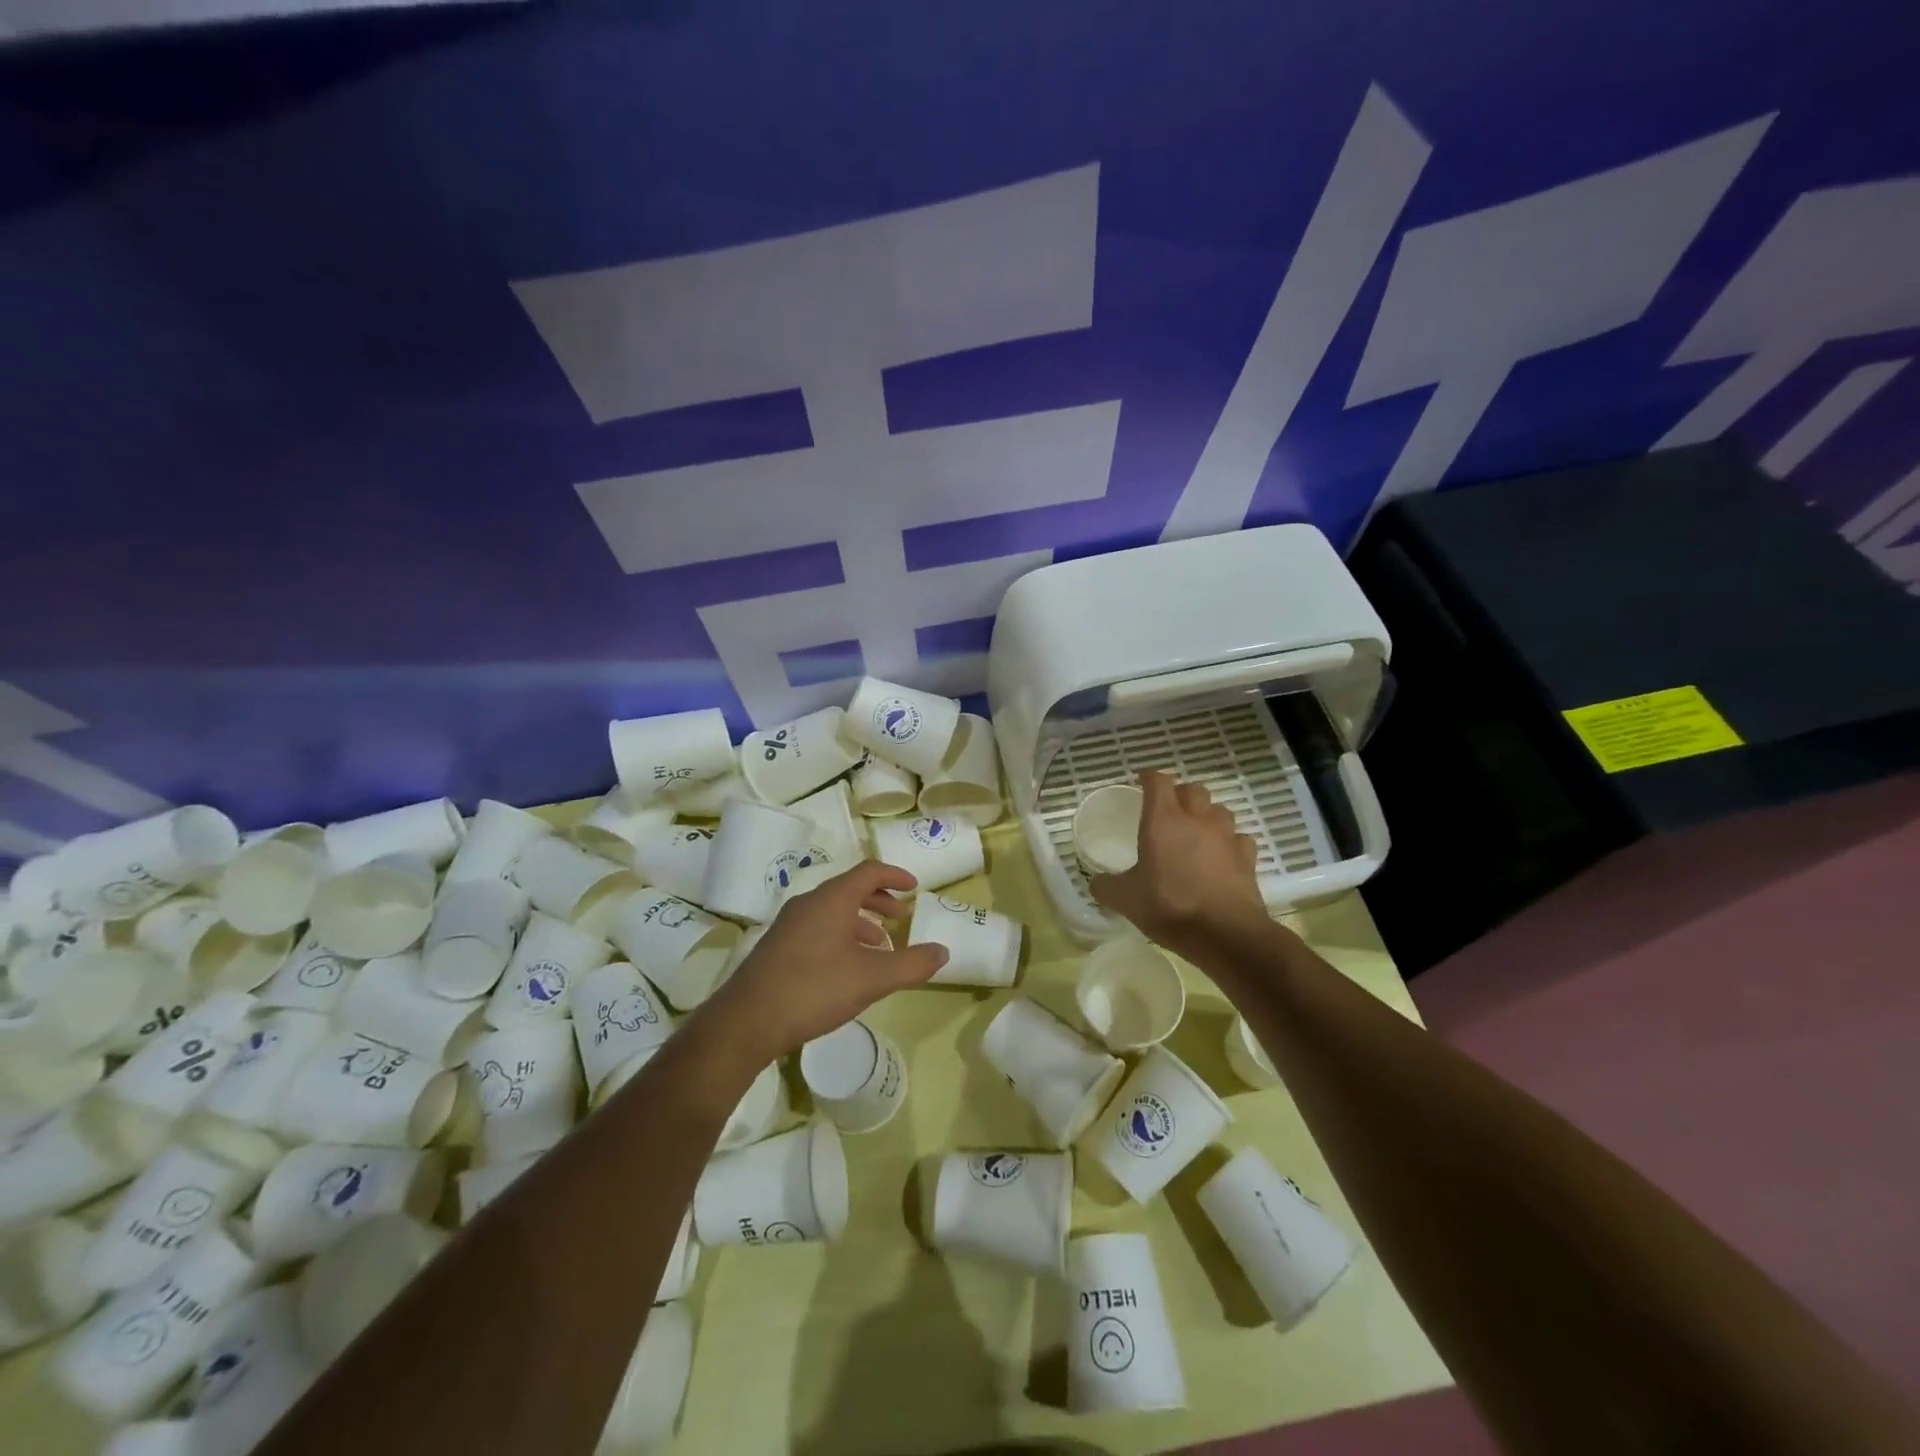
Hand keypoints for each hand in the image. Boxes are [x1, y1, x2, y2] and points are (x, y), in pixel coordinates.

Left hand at [703, 861, 947, 1065]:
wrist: (747, 1021)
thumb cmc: (814, 989)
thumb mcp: (871, 979)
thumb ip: (911, 964)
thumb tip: (942, 951)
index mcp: (832, 899)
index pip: (869, 872)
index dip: (895, 875)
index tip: (914, 887)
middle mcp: (809, 903)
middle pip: (850, 889)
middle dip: (879, 901)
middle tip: (901, 917)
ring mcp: (789, 925)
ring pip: (833, 912)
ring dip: (861, 923)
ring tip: (880, 948)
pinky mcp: (778, 947)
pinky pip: (818, 928)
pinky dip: (842, 936)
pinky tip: (848, 968)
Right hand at [1089, 770, 1268, 960]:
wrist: (1225, 934)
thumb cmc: (1169, 907)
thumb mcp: (1126, 900)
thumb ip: (1107, 887)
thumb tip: (1096, 882)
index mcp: (1163, 821)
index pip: (1158, 782)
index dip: (1149, 777)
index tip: (1141, 780)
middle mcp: (1197, 820)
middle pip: (1193, 789)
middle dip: (1180, 793)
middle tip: (1168, 807)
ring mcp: (1226, 837)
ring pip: (1219, 810)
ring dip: (1207, 814)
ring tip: (1196, 829)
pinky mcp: (1247, 858)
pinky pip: (1239, 839)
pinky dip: (1230, 842)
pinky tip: (1222, 855)